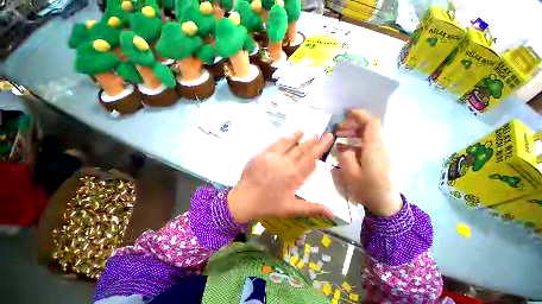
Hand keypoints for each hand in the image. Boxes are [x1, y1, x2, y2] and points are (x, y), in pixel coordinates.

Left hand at [228, 132, 334, 223]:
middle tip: (320, 133)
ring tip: (306, 131)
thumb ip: (313, 208)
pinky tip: (286, 135)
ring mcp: (272, 157)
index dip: (321, 147)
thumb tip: (333, 213)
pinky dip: (283, 139)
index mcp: (295, 175)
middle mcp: (285, 163)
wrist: (244, 201)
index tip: (328, 137)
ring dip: (298, 137)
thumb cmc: (269, 206)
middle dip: (312, 140)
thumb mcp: (292, 209)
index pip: (312, 158)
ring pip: (288, 143)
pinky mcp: (261, 155)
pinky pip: (274, 143)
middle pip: (302, 148)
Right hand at [335, 110, 401, 216]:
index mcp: (373, 146)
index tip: (346, 114)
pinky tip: (347, 152)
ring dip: (355, 135)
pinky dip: (358, 145)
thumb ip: (345, 157)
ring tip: (340, 140)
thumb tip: (343, 147)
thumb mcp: (351, 174)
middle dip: (353, 125)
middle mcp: (379, 146)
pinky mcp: (381, 160)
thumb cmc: (368, 188)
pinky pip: (369, 146)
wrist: (385, 203)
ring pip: (368, 137)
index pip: (370, 122)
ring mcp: (381, 153)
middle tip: (338, 131)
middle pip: (368, 128)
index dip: (359, 115)